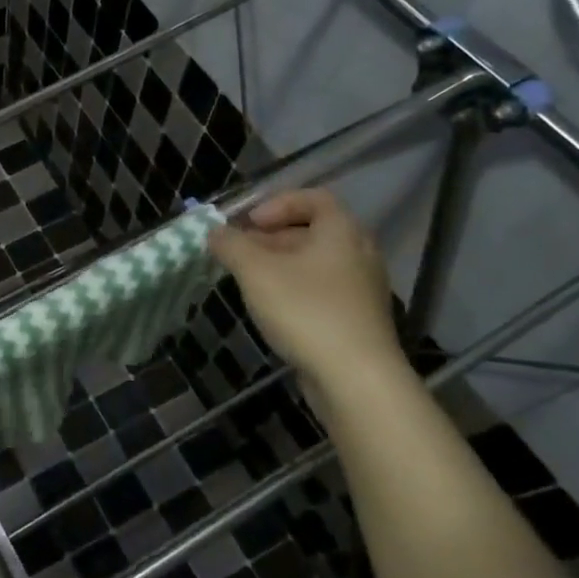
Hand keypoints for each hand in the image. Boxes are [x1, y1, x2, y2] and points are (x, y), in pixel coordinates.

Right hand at [208, 188, 405, 392]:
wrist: (356, 379)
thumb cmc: (305, 311)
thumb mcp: (255, 271)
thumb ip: (231, 245)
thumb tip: (216, 232)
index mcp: (342, 232)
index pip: (313, 198)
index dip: (277, 204)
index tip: (249, 224)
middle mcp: (360, 254)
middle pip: (312, 232)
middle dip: (271, 238)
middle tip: (240, 253)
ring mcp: (363, 289)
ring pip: (315, 264)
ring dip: (280, 266)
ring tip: (249, 283)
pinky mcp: (359, 320)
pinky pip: (323, 291)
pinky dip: (295, 290)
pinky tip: (272, 311)